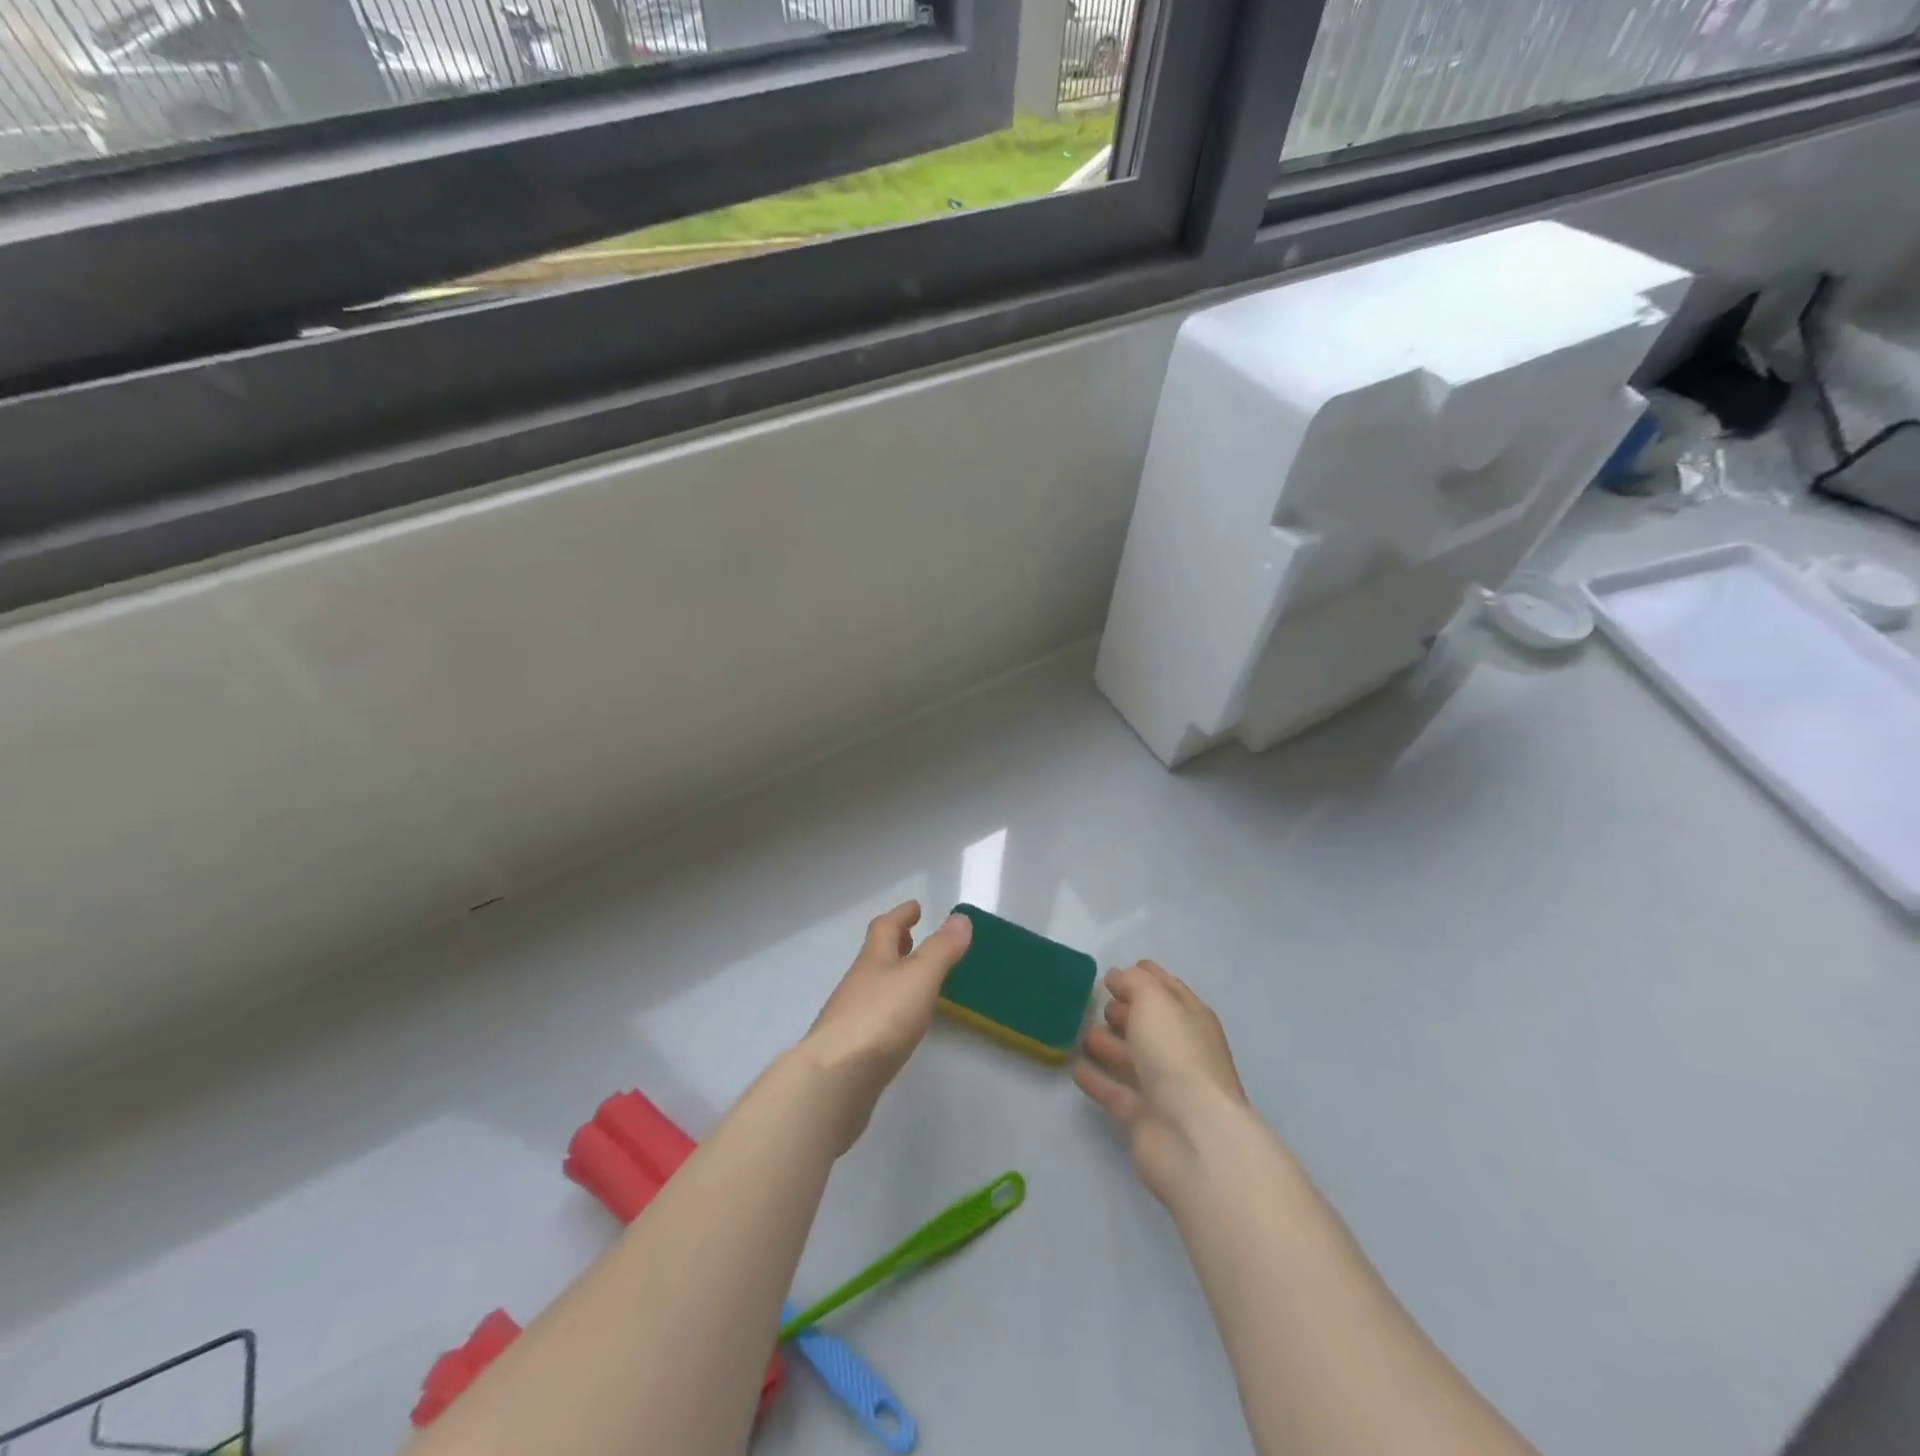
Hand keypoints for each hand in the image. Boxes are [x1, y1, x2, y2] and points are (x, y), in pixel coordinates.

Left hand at [800, 900, 971, 1150]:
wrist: (834, 1079)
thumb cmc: (880, 1018)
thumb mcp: (919, 977)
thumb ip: (941, 949)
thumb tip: (959, 918)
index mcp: (873, 961)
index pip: (885, 928)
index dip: (900, 915)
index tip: (915, 906)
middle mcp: (857, 984)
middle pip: (874, 957)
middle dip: (894, 945)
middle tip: (910, 938)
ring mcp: (848, 1018)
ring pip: (872, 988)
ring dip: (890, 979)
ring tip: (911, 983)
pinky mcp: (848, 1051)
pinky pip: (871, 1020)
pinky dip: (886, 1012)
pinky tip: (897, 1027)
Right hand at [1073, 960, 1248, 1204]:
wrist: (1191, 1135)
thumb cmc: (1176, 1055)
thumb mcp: (1154, 1001)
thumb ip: (1133, 983)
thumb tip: (1117, 976)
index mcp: (1192, 1019)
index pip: (1168, 990)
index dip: (1145, 977)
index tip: (1116, 970)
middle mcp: (1181, 1051)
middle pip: (1150, 1025)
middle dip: (1126, 1012)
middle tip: (1098, 1002)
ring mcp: (1163, 1087)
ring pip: (1132, 1058)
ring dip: (1109, 1045)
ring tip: (1081, 1032)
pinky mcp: (1143, 1118)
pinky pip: (1115, 1092)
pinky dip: (1098, 1079)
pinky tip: (1075, 1069)